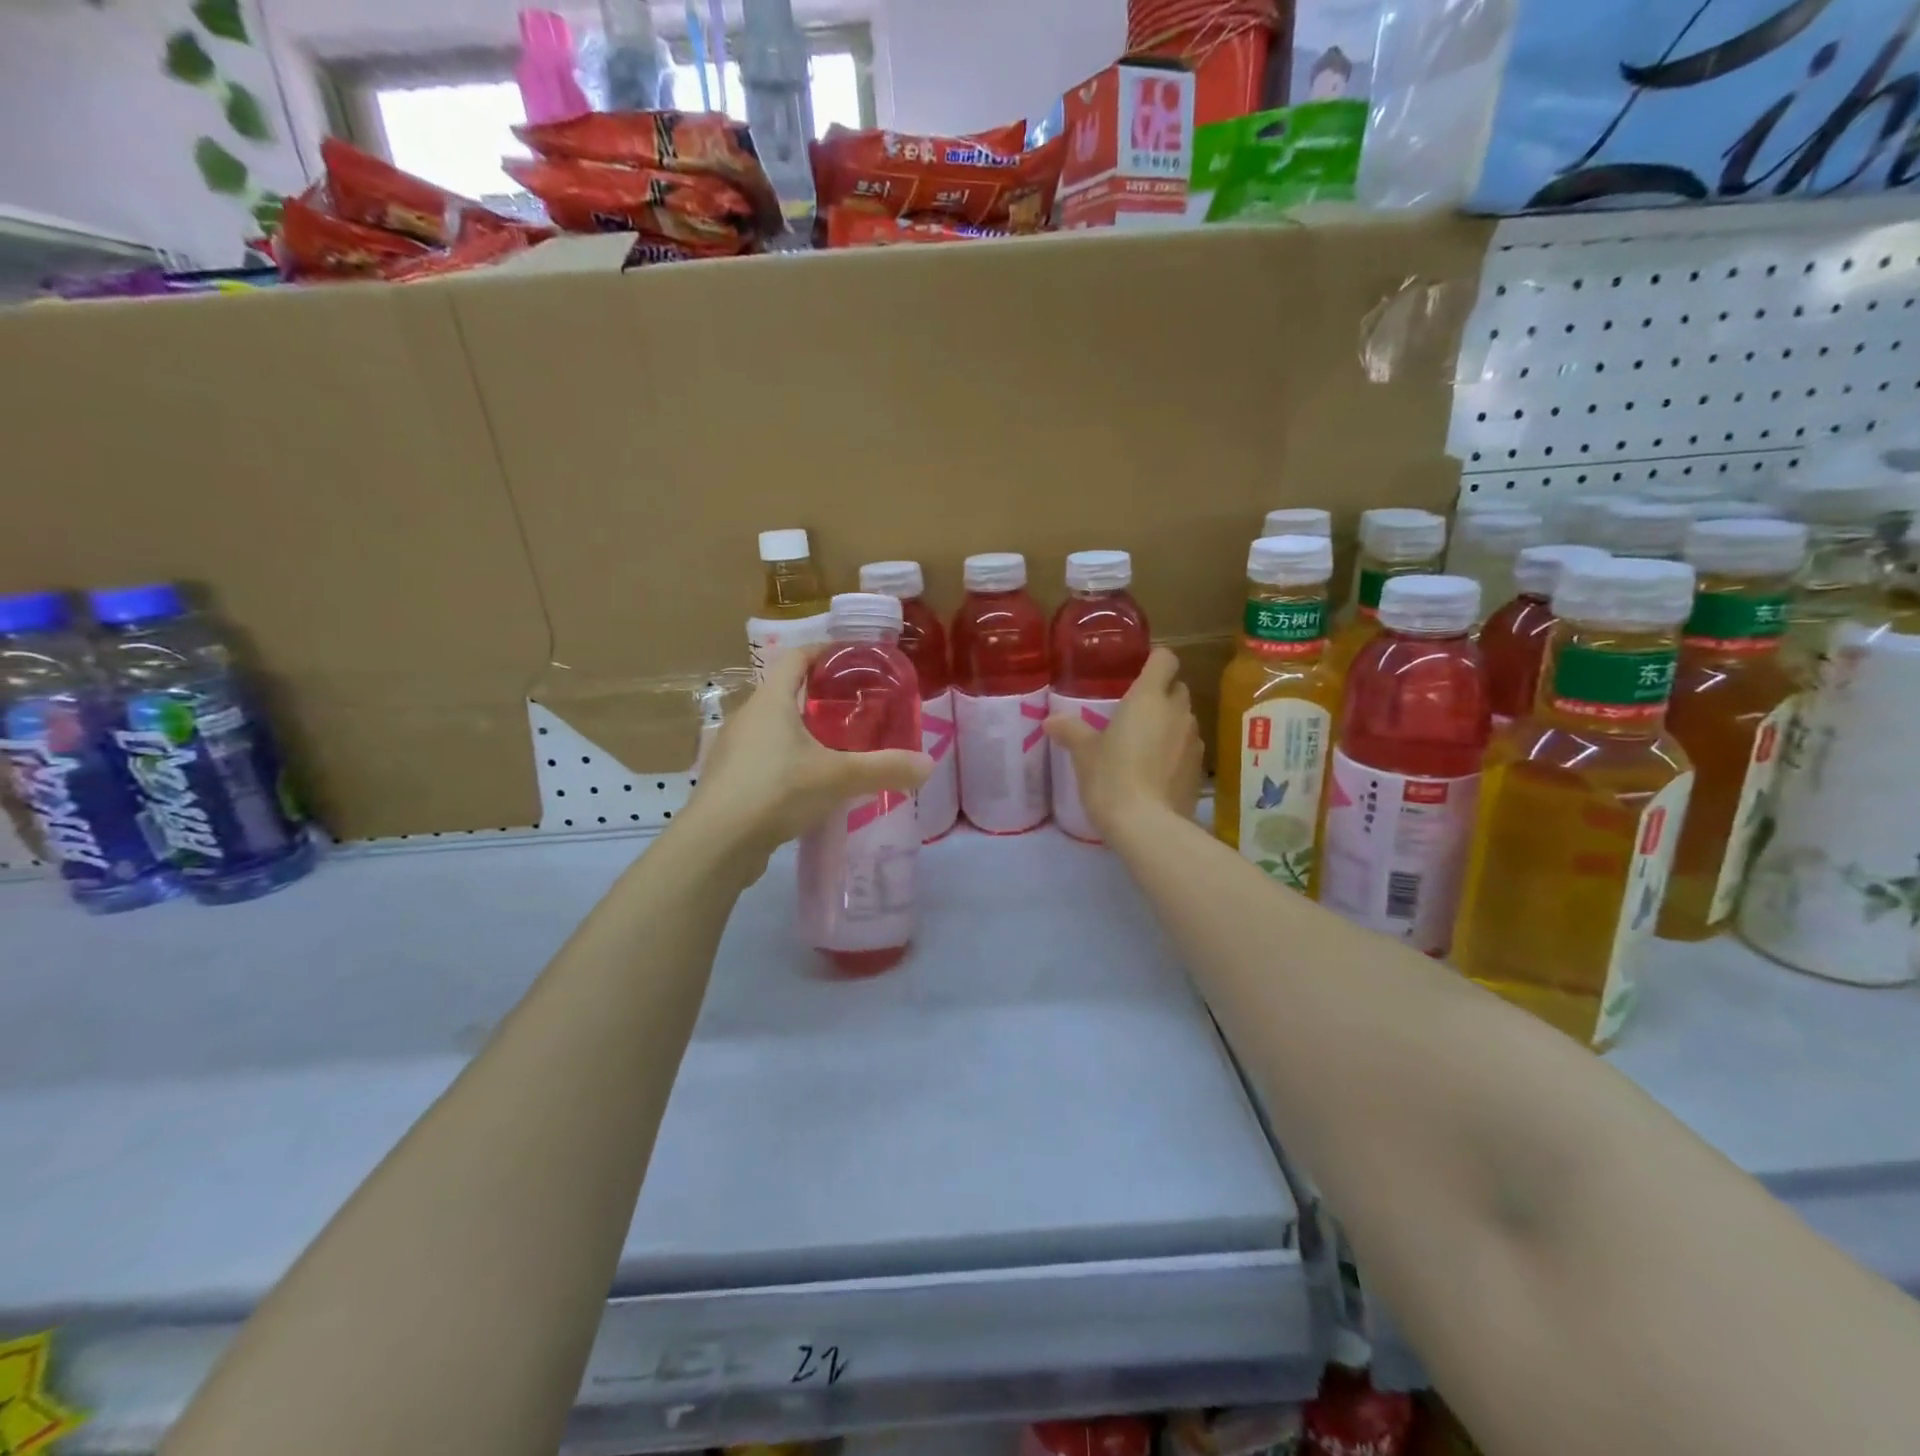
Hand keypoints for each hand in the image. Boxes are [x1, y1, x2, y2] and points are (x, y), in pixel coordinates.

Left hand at [681, 647, 932, 867]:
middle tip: (857, 709)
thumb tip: (928, 765)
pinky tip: (810, 784)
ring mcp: (733, 749)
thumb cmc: (777, 791)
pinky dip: (789, 760)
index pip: (796, 657)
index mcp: (770, 701)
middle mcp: (747, 717)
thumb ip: (885, 768)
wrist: (717, 844)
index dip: (824, 651)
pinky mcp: (729, 780)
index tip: (853, 658)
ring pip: (774, 728)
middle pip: (786, 692)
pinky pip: (764, 758)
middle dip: (820, 696)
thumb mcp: (839, 777)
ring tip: (838, 747)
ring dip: (803, 731)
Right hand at [1045, 648, 1202, 839]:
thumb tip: (1050, 720)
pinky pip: (1189, 748)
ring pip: (1185, 719)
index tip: (1137, 673)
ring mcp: (1194, 741)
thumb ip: (1070, 731)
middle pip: (1178, 688)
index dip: (1154, 661)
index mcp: (1149, 697)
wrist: (1147, 826)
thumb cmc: (1111, 777)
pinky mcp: (1200, 769)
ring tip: (1145, 744)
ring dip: (1170, 724)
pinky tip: (1156, 771)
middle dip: (1161, 695)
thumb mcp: (1084, 754)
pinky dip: (1176, 752)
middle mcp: (1177, 712)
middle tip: (1135, 713)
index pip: (1166, 659)